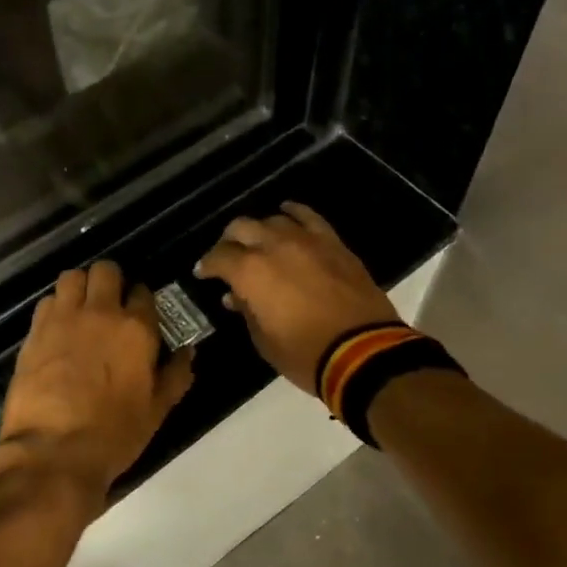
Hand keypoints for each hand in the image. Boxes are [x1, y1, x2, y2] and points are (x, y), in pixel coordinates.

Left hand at [0, 261, 195, 506]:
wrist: (53, 451)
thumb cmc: (114, 434)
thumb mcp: (157, 411)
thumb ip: (175, 375)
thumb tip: (189, 352)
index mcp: (136, 329)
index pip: (143, 292)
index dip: (142, 301)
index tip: (139, 315)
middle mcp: (101, 313)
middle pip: (106, 270)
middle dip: (111, 281)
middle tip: (110, 304)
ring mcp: (64, 318)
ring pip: (72, 277)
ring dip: (80, 287)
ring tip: (82, 309)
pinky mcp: (35, 331)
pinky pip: (47, 301)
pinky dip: (55, 306)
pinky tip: (58, 327)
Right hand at [194, 203, 398, 392]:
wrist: (363, 352)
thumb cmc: (305, 354)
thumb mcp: (264, 340)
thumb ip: (247, 311)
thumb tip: (236, 297)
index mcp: (251, 272)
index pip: (219, 257)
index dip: (207, 265)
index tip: (203, 273)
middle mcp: (274, 246)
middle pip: (241, 227)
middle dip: (229, 241)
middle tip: (228, 257)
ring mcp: (306, 240)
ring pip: (273, 220)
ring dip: (260, 230)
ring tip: (258, 242)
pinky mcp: (333, 242)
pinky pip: (308, 217)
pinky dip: (294, 212)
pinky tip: (287, 213)